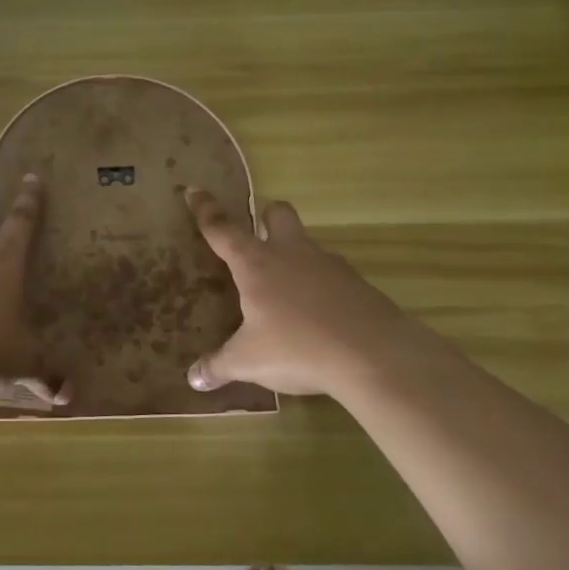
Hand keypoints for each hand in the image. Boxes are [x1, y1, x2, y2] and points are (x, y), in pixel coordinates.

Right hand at [182, 187, 429, 397]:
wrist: (375, 355)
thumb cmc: (298, 348)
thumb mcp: (249, 362)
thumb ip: (219, 366)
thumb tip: (193, 379)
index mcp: (256, 264)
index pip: (222, 229)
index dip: (205, 209)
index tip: (194, 190)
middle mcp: (291, 254)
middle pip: (277, 213)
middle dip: (265, 217)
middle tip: (258, 237)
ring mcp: (328, 265)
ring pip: (307, 243)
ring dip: (295, 256)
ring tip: (287, 292)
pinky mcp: (357, 283)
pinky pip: (331, 274)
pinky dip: (320, 286)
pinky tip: (318, 316)